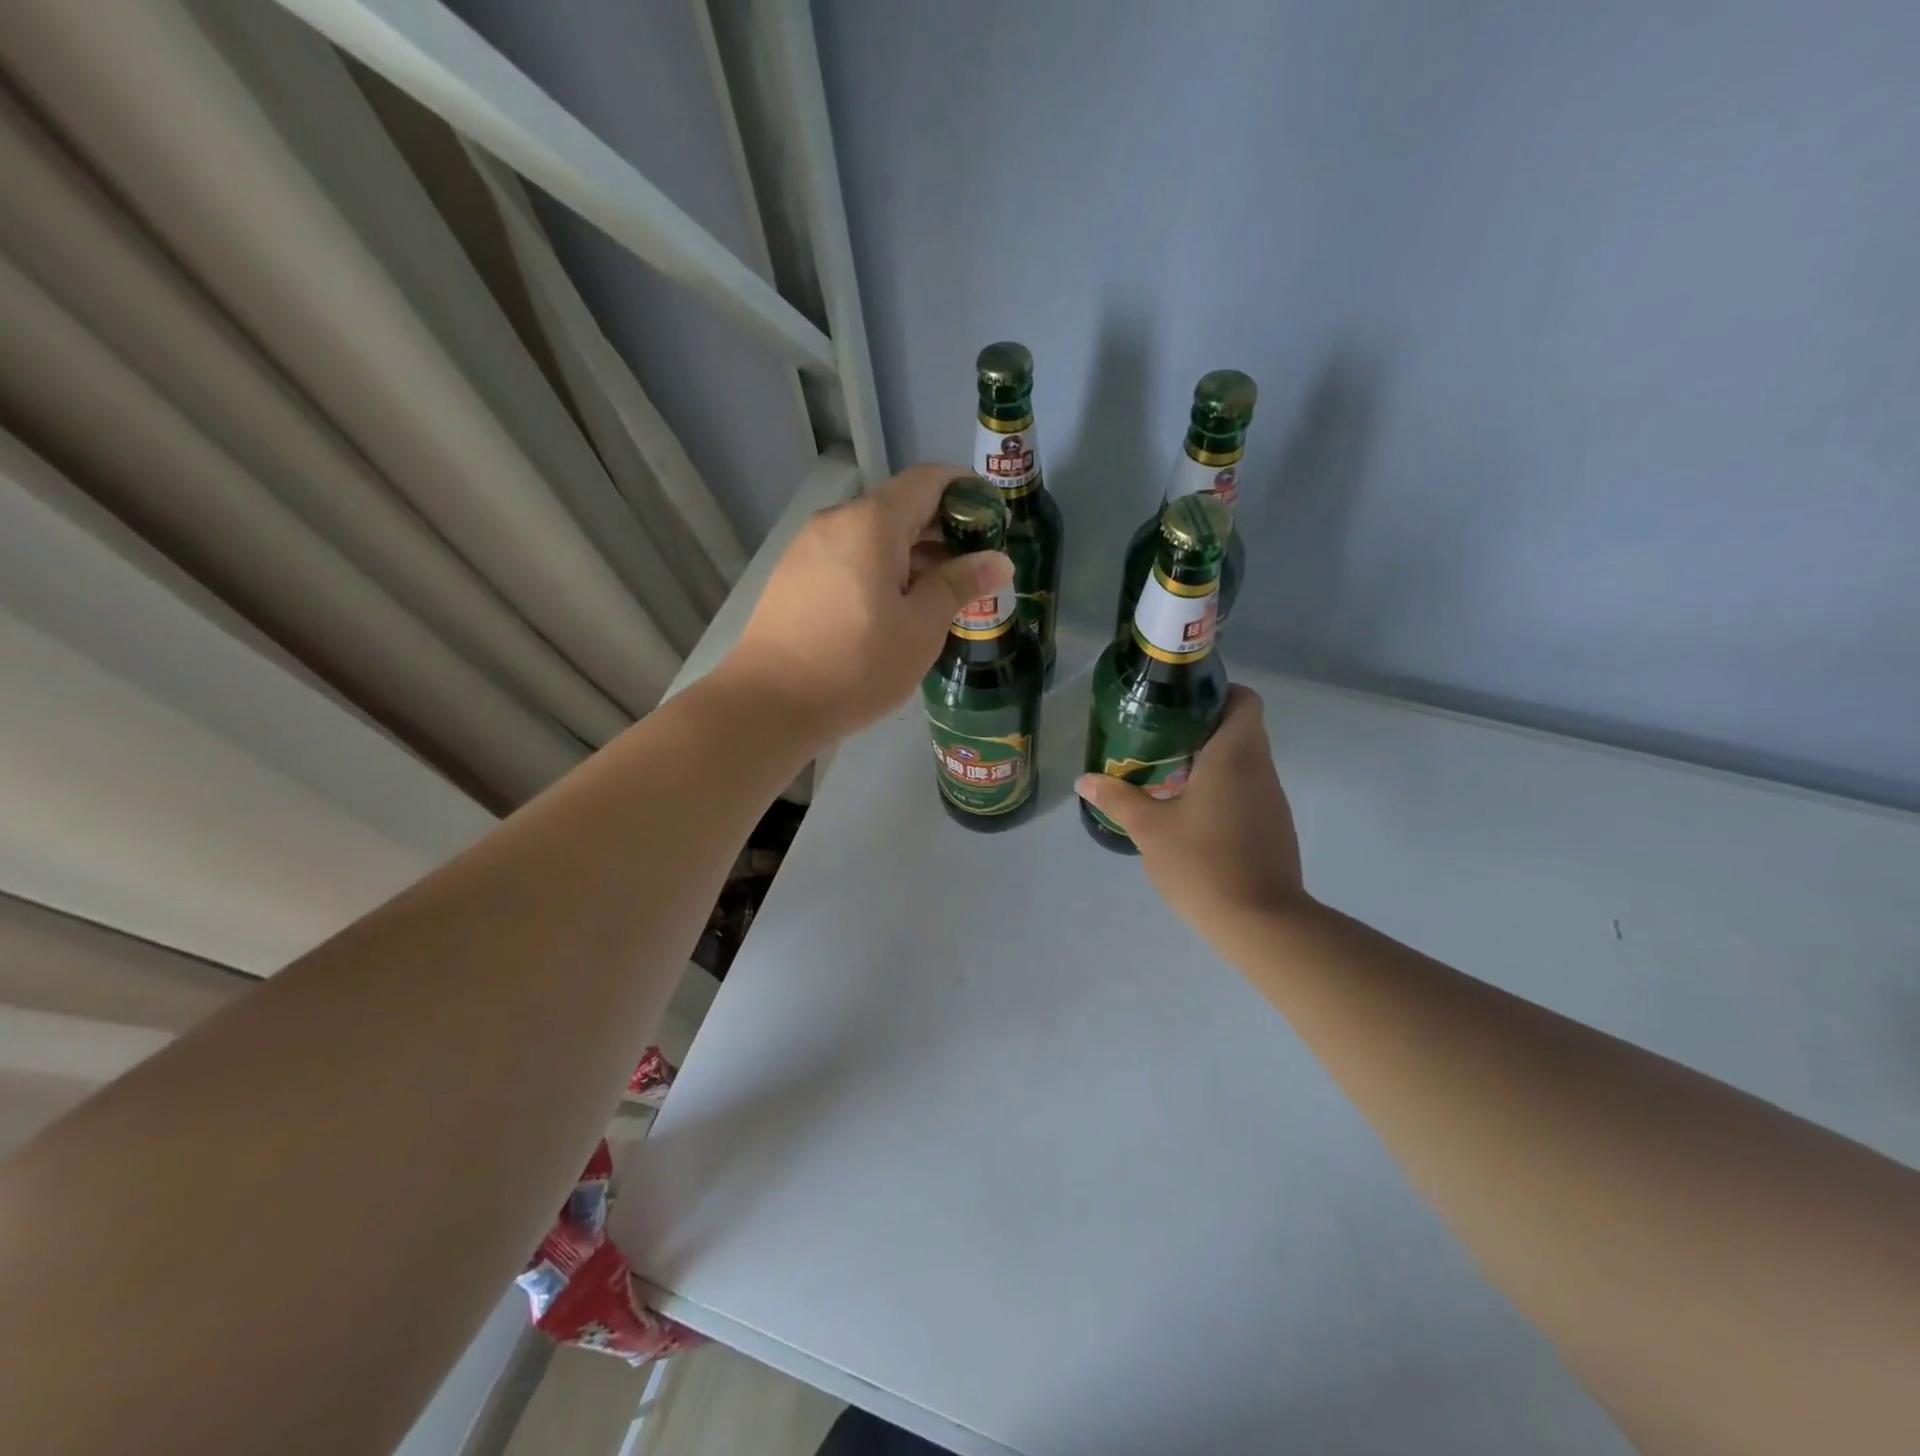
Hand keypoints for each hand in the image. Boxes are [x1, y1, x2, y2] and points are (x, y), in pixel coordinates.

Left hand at [721, 464, 1013, 746]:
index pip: (928, 480)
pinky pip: (849, 558)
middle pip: (900, 508)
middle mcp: (836, 521)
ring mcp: (808, 548)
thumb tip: (998, 561)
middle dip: (943, 532)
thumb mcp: (921, 628)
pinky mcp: (793, 577)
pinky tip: (896, 610)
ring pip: (873, 537)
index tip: (995, 521)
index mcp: (872, 522)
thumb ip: (960, 585)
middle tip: (977, 571)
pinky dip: (880, 571)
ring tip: (942, 597)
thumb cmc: (856, 664)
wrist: (768, 704)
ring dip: (912, 556)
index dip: (967, 492)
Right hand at [1075, 686, 1308, 928]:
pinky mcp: (1274, 827)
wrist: (1260, 922)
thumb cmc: (1202, 863)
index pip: (1243, 700)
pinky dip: (1222, 790)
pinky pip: (1248, 791)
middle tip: (1158, 743)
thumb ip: (1117, 798)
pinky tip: (1191, 815)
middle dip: (1200, 730)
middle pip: (1240, 729)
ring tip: (1168, 778)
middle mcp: (1261, 769)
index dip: (1215, 695)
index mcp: (1235, 755)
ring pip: (1244, 762)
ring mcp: (1272, 800)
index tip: (1179, 709)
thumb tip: (1084, 779)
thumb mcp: (1150, 829)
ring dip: (1210, 763)